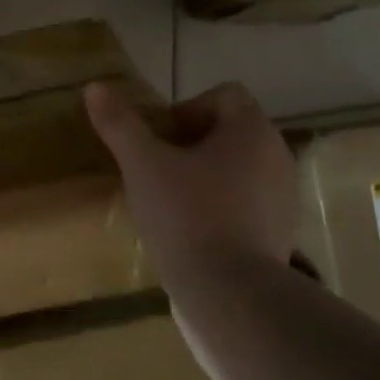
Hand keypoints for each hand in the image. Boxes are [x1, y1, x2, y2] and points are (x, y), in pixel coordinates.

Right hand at [84, 80, 296, 288]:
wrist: (229, 293)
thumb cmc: (186, 215)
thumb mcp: (141, 164)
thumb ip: (119, 123)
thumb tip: (95, 86)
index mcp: (251, 131)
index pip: (223, 95)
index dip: (185, 109)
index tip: (157, 140)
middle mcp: (278, 156)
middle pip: (230, 132)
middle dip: (190, 144)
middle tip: (155, 170)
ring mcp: (284, 198)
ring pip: (238, 169)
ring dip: (204, 176)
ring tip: (169, 202)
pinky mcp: (281, 233)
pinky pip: (247, 203)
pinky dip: (220, 207)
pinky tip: (190, 232)